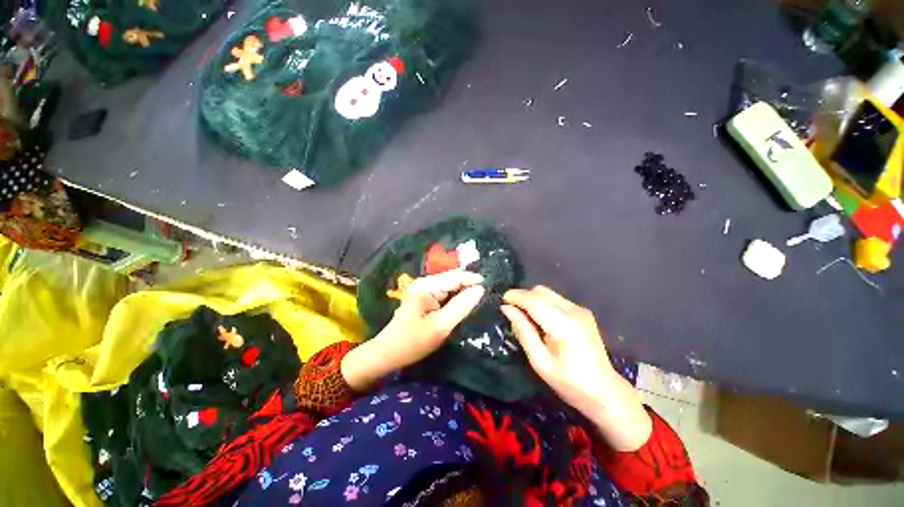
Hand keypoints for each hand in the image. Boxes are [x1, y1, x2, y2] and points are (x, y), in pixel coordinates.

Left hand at [342, 270, 484, 391]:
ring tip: (480, 300)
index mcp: (427, 285)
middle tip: (488, 296)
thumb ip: (461, 306)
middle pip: (454, 279)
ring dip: (464, 292)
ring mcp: (424, 289)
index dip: (475, 280)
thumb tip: (480, 289)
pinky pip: (445, 293)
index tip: (492, 289)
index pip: (457, 276)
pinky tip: (464, 305)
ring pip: (451, 286)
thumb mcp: (441, 326)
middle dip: (470, 286)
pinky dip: (456, 298)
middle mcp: (426, 282)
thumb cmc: (413, 342)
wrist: (387, 353)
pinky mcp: (425, 297)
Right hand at [501, 286, 651, 450]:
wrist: (605, 392)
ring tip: (526, 319)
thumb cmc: (570, 383)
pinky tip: (541, 321)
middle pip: (540, 291)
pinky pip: (555, 300)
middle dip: (523, 297)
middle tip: (512, 313)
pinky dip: (542, 304)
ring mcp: (580, 310)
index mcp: (564, 325)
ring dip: (532, 300)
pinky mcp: (582, 312)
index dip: (515, 297)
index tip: (501, 301)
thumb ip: (523, 331)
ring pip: (547, 293)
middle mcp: (574, 311)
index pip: (534, 300)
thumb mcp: (540, 361)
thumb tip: (507, 309)